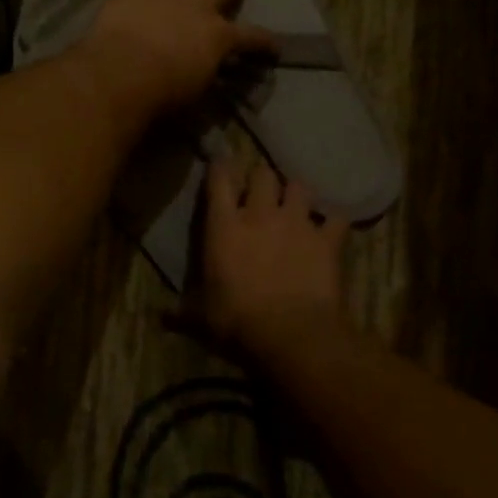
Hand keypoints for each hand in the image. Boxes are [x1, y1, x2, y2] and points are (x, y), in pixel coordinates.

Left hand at [80, 0, 276, 115]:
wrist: (118, 74)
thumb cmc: (164, 93)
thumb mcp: (197, 92)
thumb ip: (208, 74)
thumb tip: (212, 72)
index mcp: (218, 35)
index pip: (252, 36)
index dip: (265, 42)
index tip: (274, 47)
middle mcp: (196, 5)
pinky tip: (135, 9)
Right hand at [199, 159, 350, 356]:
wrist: (290, 333)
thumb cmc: (237, 322)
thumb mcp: (203, 319)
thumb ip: (183, 312)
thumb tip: (160, 317)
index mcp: (225, 227)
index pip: (220, 180)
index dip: (221, 167)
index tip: (221, 163)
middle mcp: (261, 214)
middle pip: (263, 174)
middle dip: (262, 178)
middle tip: (261, 190)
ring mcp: (298, 223)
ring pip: (300, 186)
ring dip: (296, 193)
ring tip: (295, 203)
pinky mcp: (327, 240)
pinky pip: (336, 218)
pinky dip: (334, 221)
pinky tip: (331, 228)